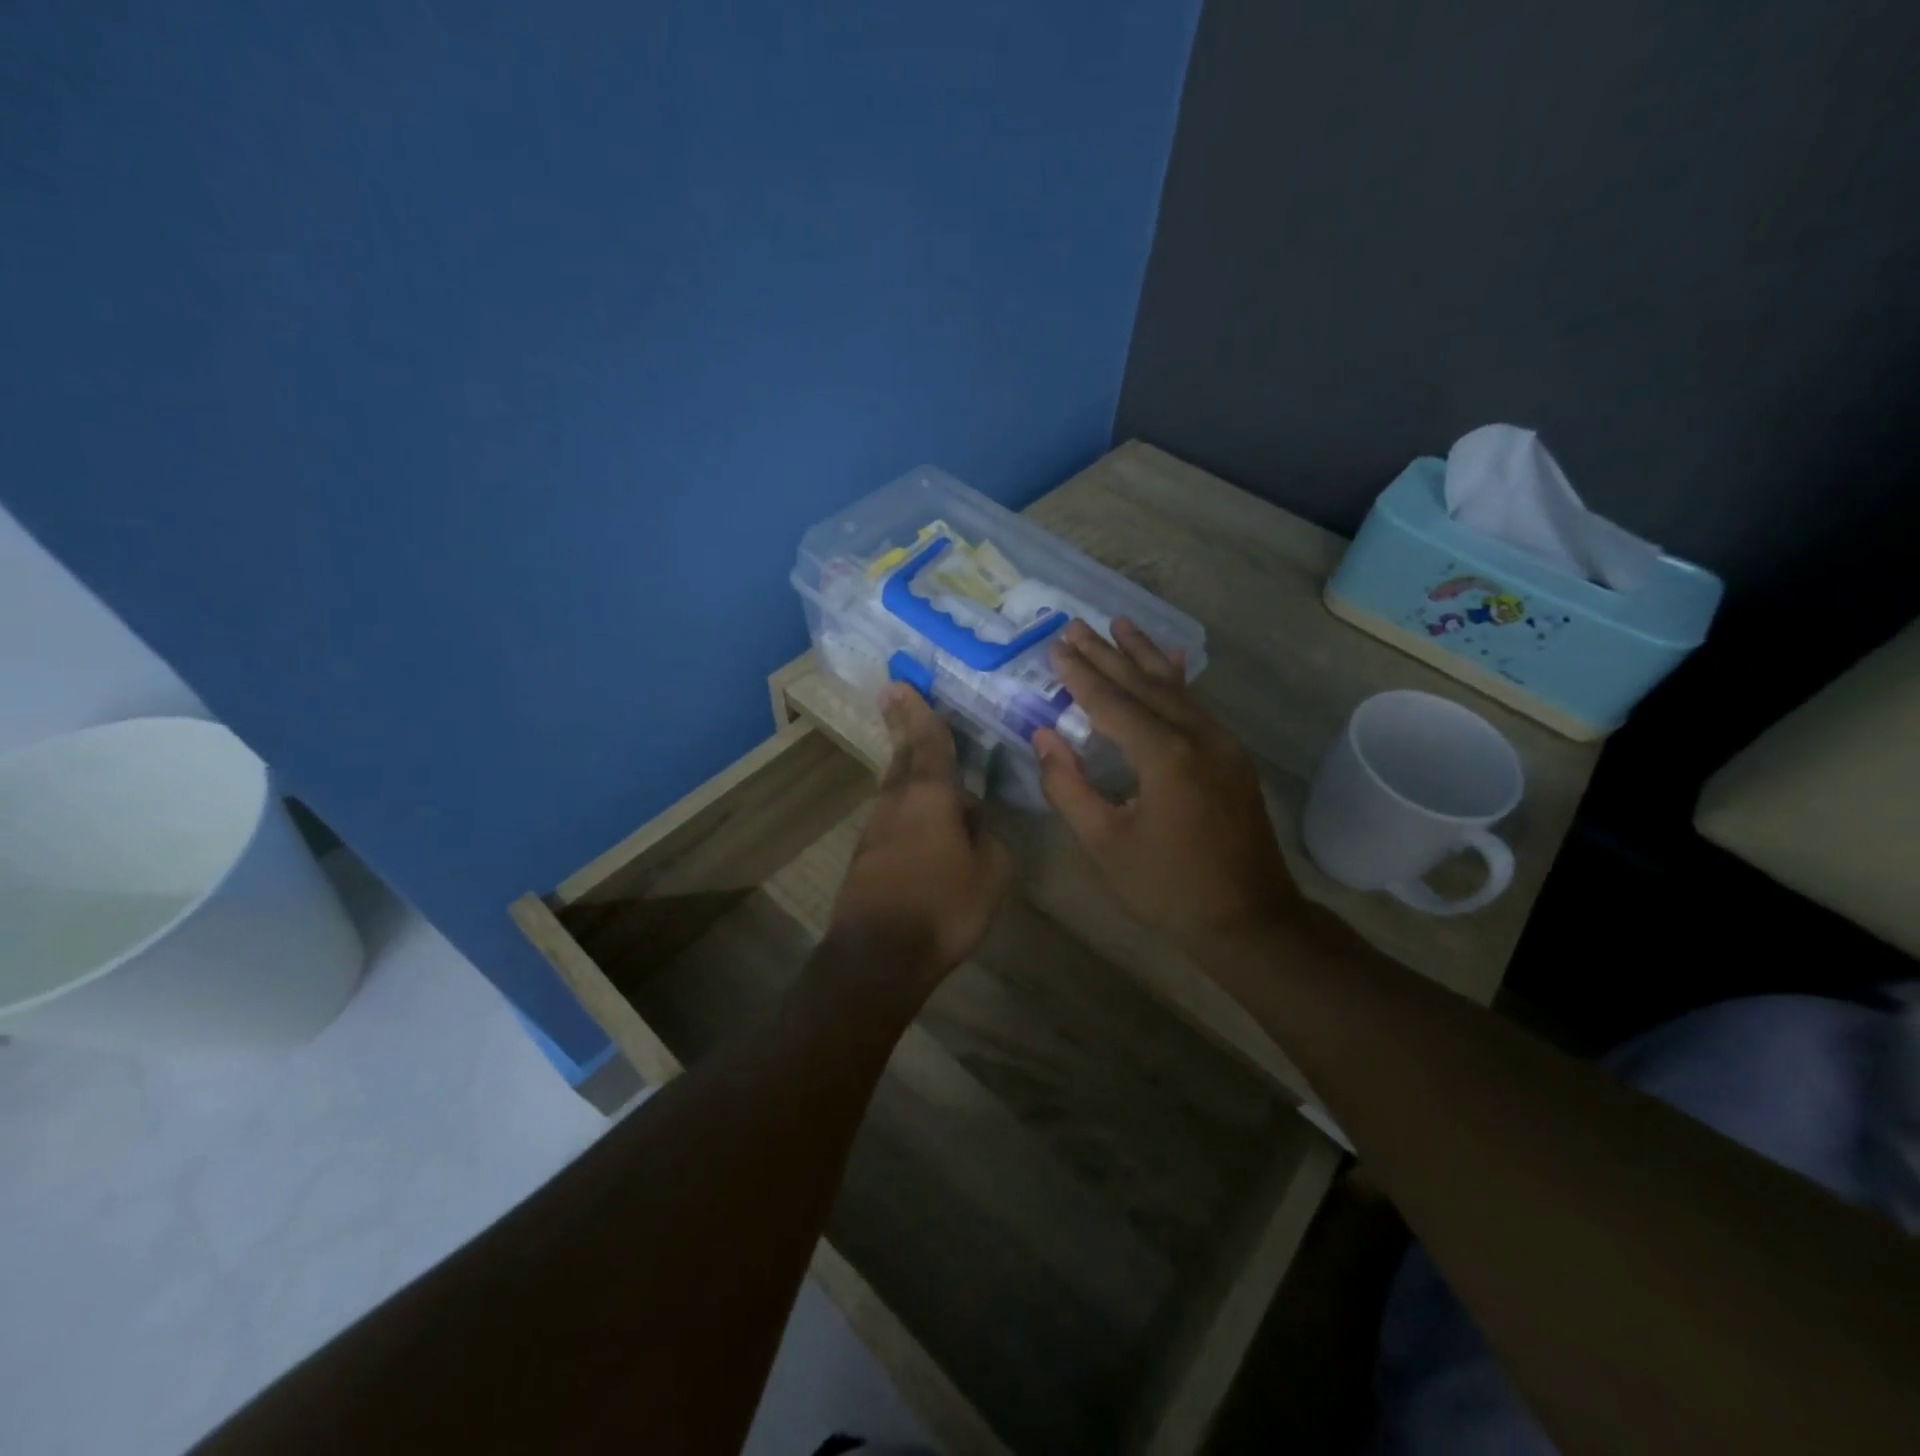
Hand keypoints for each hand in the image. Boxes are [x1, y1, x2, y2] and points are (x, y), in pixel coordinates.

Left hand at [830, 684, 1012, 981]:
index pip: (930, 742)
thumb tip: (973, 819)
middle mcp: (898, 801)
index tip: (900, 684)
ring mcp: (877, 827)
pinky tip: (920, 813)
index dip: (919, 712)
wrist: (878, 955)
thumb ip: (988, 837)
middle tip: (896, 696)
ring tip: (914, 749)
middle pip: (903, 755)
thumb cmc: (943, 907)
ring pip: (894, 784)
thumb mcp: (992, 873)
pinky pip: (892, 813)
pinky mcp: (867, 854)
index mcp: (931, 795)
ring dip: (905, 763)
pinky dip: (906, 800)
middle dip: (903, 725)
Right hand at [1032, 618, 1292, 946]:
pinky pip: (1197, 706)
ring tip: (1120, 623)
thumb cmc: (1167, 887)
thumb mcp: (1104, 843)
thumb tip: (1044, 736)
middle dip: (1108, 654)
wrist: (1249, 919)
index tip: (1055, 646)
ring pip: (1175, 688)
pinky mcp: (1232, 757)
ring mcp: (1222, 744)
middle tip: (1076, 624)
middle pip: (1144, 685)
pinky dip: (1177, 680)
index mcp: (1164, 757)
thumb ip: (1068, 786)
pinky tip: (1172, 660)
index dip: (1080, 675)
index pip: (1111, 703)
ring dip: (1143, 656)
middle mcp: (1197, 737)